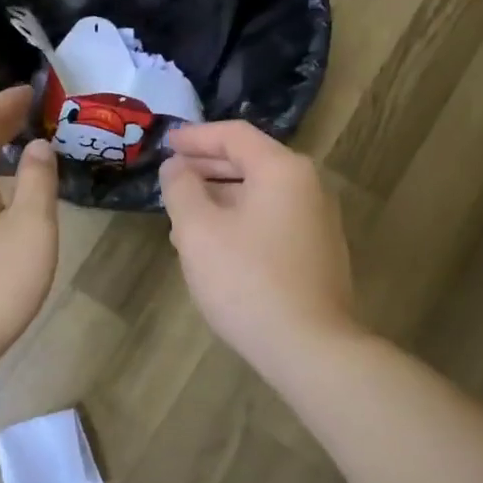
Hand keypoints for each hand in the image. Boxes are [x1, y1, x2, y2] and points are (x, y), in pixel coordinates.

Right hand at [159, 121, 357, 375]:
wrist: (308, 346)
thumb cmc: (247, 280)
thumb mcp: (198, 230)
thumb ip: (181, 189)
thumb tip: (176, 167)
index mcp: (282, 170)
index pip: (234, 136)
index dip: (195, 137)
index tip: (165, 144)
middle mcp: (307, 187)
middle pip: (250, 163)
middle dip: (205, 169)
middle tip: (170, 180)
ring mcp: (317, 222)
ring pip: (258, 195)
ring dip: (218, 199)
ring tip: (182, 219)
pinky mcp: (316, 253)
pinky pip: (270, 221)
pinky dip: (238, 221)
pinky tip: (213, 247)